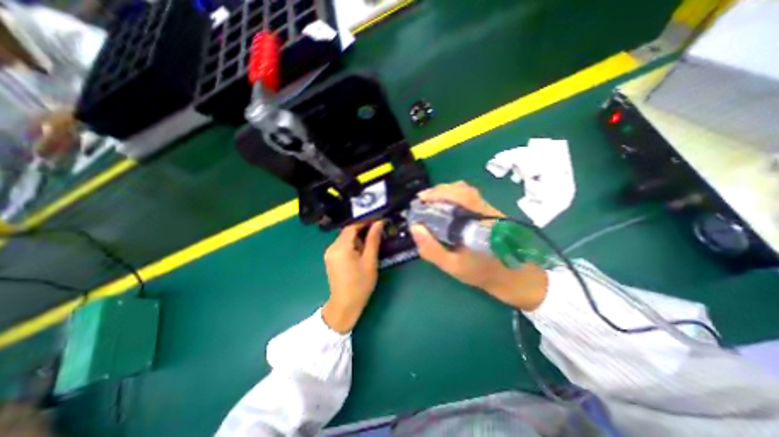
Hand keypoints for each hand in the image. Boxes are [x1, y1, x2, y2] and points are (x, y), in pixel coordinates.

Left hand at [323, 220, 381, 332]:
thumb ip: (373, 240)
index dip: (365, 221)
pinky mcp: (331, 258)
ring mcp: (329, 253)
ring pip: (346, 238)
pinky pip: (343, 245)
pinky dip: (353, 244)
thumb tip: (379, 222)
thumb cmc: (360, 284)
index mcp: (341, 247)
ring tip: (372, 241)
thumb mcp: (370, 261)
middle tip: (378, 230)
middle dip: (362, 229)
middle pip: (348, 231)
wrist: (345, 305)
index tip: (378, 219)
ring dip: (358, 237)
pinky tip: (362, 250)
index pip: (352, 226)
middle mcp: (332, 247)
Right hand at [408, 181, 546, 310]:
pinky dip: (453, 197)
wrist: (514, 278)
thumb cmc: (482, 273)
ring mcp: (489, 209)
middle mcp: (485, 209)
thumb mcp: (453, 266)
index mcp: (479, 221)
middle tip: (423, 201)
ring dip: (446, 192)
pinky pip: (469, 197)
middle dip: (439, 191)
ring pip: (466, 191)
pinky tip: (445, 207)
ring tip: (431, 202)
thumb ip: (432, 249)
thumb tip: (415, 228)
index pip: (460, 196)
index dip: (438, 193)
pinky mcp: (490, 212)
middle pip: (463, 189)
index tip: (420, 198)